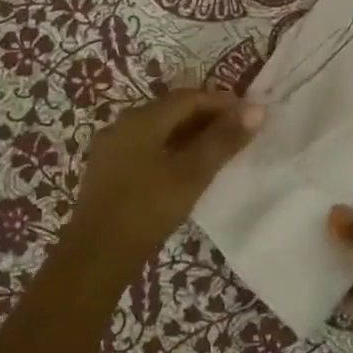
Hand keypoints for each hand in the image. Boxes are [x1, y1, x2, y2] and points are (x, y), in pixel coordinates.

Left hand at [66, 89, 262, 266]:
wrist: (97, 255)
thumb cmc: (148, 208)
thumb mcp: (192, 173)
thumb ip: (223, 140)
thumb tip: (256, 109)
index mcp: (141, 119)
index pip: (189, 97)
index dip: (221, 102)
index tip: (249, 115)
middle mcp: (122, 124)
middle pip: (171, 110)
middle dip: (206, 117)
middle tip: (237, 133)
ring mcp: (111, 147)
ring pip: (158, 129)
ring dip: (189, 134)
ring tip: (217, 151)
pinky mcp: (108, 170)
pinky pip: (145, 147)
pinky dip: (171, 149)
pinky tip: (185, 168)